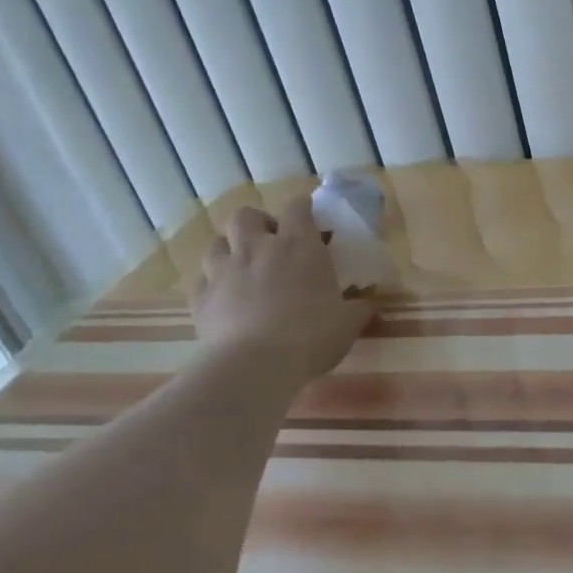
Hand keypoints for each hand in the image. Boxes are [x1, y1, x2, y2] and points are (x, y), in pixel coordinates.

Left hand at [190, 199, 374, 380]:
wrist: (254, 366)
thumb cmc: (310, 336)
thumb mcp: (347, 324)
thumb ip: (360, 308)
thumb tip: (371, 302)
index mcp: (299, 246)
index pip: (298, 207)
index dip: (302, 207)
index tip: (309, 218)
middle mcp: (258, 248)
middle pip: (246, 215)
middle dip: (257, 223)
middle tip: (270, 243)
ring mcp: (224, 271)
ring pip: (217, 243)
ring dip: (229, 250)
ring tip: (242, 268)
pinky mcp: (201, 298)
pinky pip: (202, 280)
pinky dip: (212, 284)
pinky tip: (223, 299)